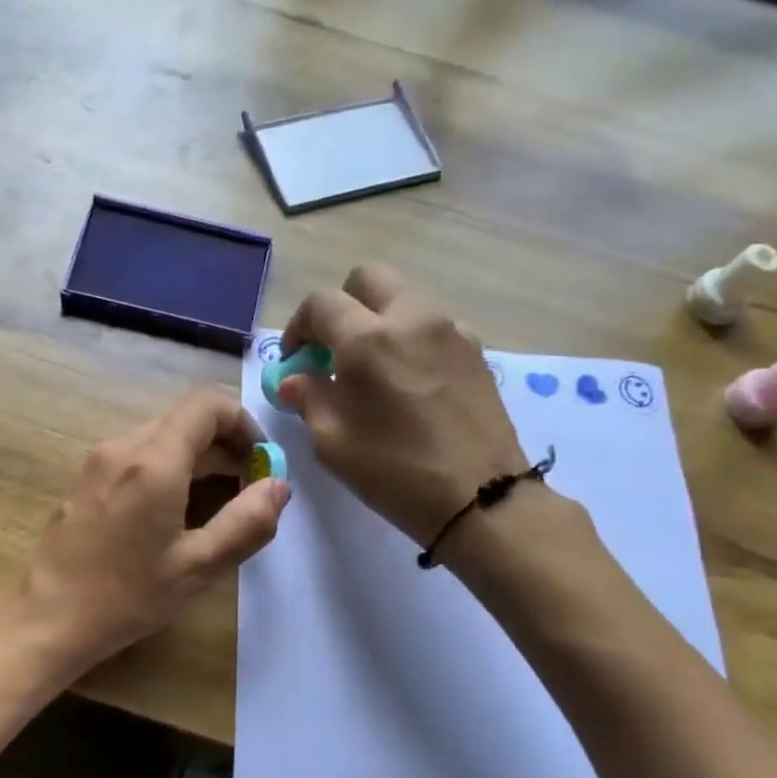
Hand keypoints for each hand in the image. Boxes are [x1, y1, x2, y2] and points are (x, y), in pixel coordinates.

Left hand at [1, 388, 289, 673]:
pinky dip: (168, 468)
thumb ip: (247, 522)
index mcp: (153, 460)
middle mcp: (122, 446)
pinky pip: (137, 456)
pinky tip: (174, 512)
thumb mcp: (198, 566)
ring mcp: (98, 461)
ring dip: (197, 458)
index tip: (260, 461)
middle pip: (184, 419)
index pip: (207, 404)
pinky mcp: (85, 479)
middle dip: (224, 445)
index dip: (244, 422)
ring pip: (161, 437)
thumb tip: (279, 485)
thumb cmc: (126, 596)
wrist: (48, 618)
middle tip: (247, 489)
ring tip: (217, 503)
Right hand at [278, 264, 525, 546]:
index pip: (321, 304)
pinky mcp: (476, 348)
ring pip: (403, 297)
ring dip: (378, 320)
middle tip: (333, 351)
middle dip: (341, 307)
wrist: (480, 498)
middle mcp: (412, 318)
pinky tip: (410, 381)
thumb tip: (296, 379)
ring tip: (373, 369)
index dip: (298, 327)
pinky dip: (411, 338)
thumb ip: (309, 399)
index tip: (296, 362)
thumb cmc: (396, 474)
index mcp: (368, 340)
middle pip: (367, 279)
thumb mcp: (333, 444)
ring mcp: (450, 329)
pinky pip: (432, 324)